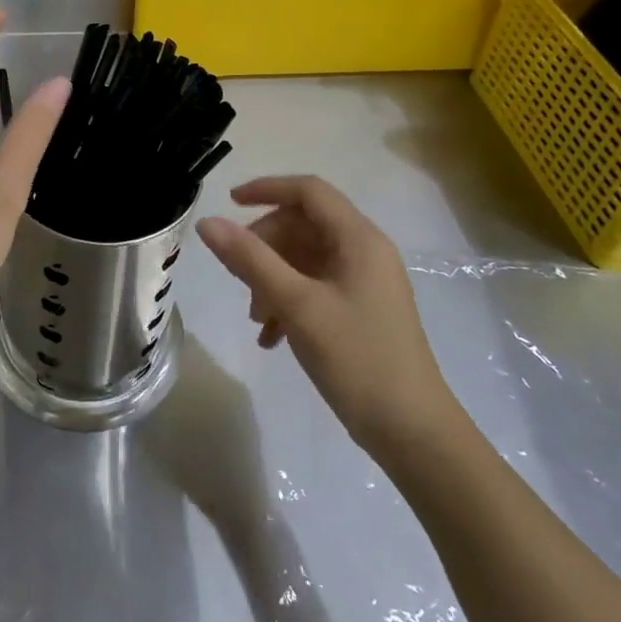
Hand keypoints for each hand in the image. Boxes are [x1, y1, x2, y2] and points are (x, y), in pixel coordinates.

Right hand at [196, 176, 460, 462]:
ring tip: (256, 318)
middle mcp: (365, 252)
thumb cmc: (357, 359)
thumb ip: (250, 260)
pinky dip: (288, 301)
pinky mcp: (360, 310)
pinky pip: (314, 287)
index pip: (309, 191)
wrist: (412, 433)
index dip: (267, 189)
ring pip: (304, 259)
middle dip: (265, 247)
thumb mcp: (297, 305)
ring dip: (272, 279)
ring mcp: (364, 282)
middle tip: (239, 279)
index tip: (229, 203)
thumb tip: (208, 223)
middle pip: (303, 225)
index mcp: (359, 240)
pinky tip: (272, 337)